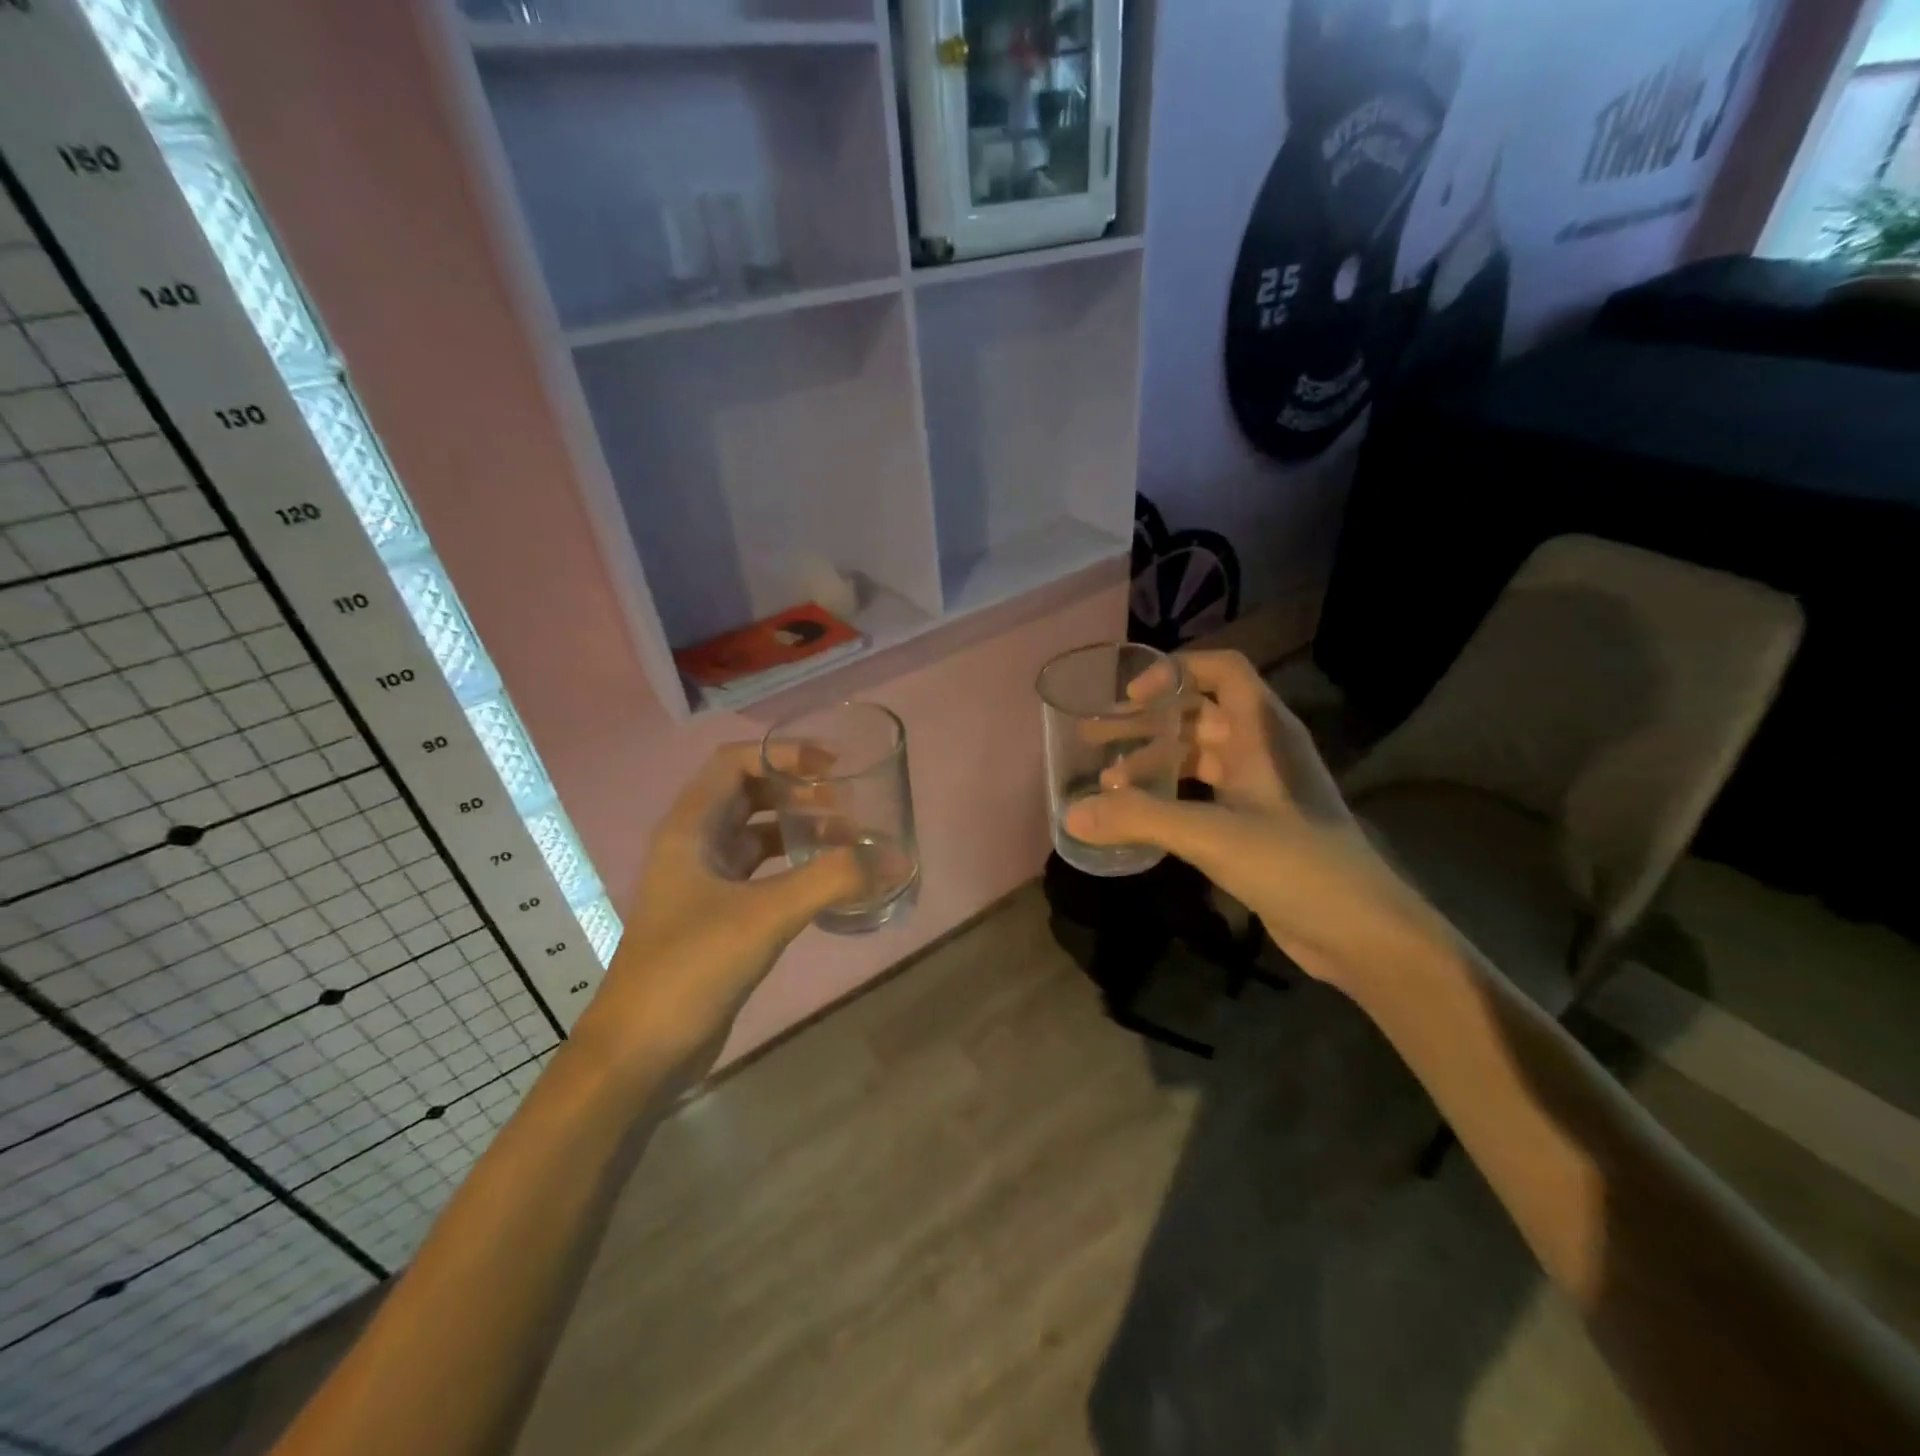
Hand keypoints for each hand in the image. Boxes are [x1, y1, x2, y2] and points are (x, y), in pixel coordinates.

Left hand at [567, 743, 863, 1089]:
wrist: (640, 1050)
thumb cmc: (691, 966)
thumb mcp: (766, 915)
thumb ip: (832, 881)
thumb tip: (896, 859)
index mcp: (690, 828)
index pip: (735, 762)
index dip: (783, 754)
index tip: (832, 766)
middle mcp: (693, 845)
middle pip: (749, 795)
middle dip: (798, 791)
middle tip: (848, 804)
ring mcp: (702, 882)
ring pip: (756, 835)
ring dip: (798, 829)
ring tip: (848, 840)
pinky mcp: (716, 915)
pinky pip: (760, 873)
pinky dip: (793, 867)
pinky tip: (825, 881)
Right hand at [1070, 651, 1442, 985]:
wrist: (1361, 932)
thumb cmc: (1295, 865)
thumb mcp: (1213, 835)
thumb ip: (1140, 819)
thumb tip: (1072, 815)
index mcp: (1263, 732)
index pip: (1222, 671)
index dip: (1175, 671)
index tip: (1130, 695)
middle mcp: (1262, 749)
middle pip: (1198, 713)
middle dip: (1146, 720)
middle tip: (1094, 734)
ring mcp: (1260, 788)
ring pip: (1197, 755)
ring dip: (1153, 760)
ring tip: (1106, 781)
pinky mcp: (1254, 824)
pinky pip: (1202, 793)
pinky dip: (1169, 796)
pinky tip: (1138, 816)